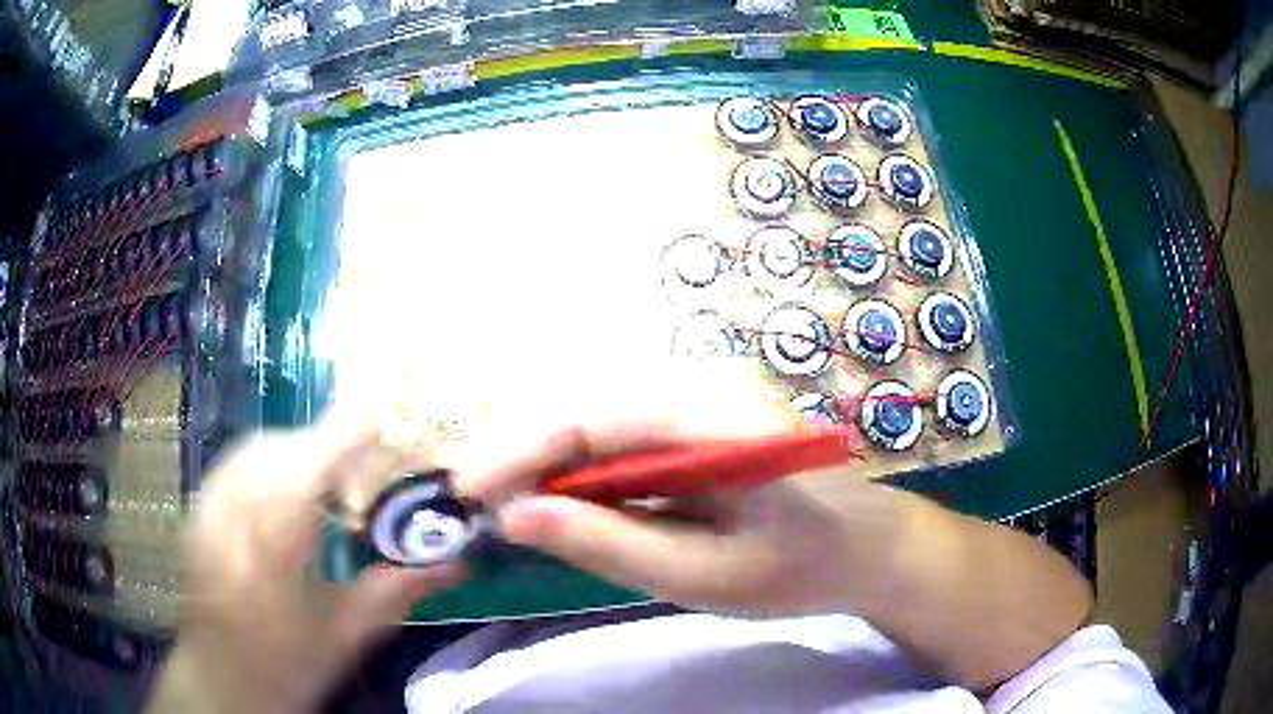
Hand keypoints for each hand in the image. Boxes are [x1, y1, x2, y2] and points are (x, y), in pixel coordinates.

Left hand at [154, 417, 465, 712]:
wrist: (221, 679)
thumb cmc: (288, 666)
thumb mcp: (347, 636)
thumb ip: (397, 591)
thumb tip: (458, 564)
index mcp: (273, 551)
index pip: (308, 468)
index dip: (343, 436)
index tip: (379, 423)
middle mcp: (233, 516)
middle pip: (281, 449)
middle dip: (324, 443)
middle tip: (358, 469)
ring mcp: (208, 508)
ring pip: (255, 448)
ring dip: (296, 448)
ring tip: (323, 478)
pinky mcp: (198, 509)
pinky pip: (235, 462)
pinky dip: (267, 459)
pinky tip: (282, 489)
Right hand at [451, 375, 902, 616]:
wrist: (867, 548)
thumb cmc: (800, 568)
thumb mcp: (702, 575)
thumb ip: (609, 543)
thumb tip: (516, 517)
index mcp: (713, 416)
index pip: (590, 418)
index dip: (518, 451)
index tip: (465, 491)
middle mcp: (700, 391)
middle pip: (585, 413)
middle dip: (522, 458)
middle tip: (476, 507)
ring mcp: (699, 407)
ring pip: (598, 427)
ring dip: (547, 467)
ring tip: (504, 509)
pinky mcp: (695, 429)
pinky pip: (622, 444)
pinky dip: (582, 476)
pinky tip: (560, 505)